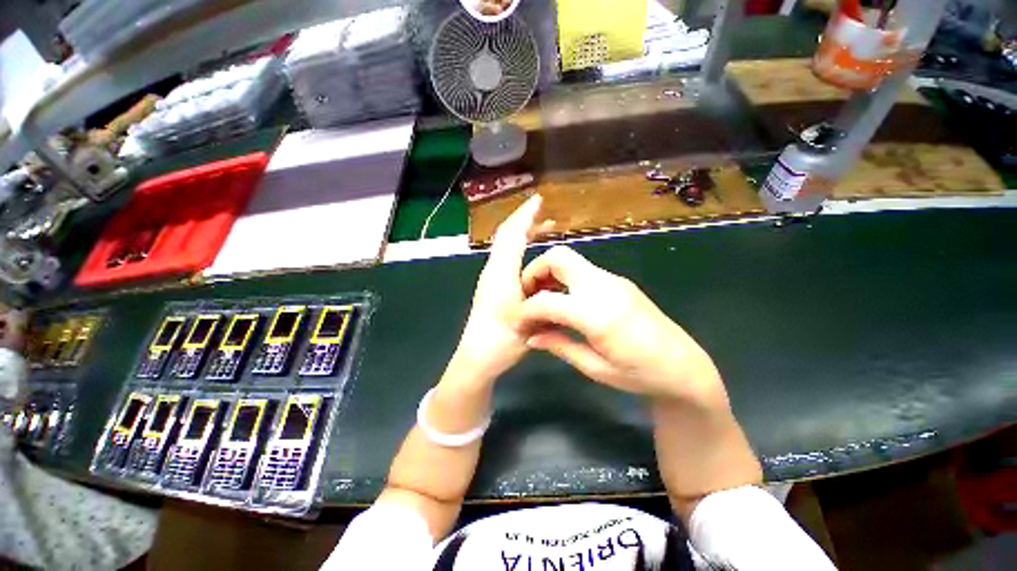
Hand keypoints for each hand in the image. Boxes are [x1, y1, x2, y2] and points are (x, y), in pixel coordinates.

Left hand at [453, 195, 552, 383]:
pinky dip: (524, 254)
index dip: (525, 215)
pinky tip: (536, 263)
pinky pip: (510, 263)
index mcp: (501, 272)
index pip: (512, 234)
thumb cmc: (500, 339)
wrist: (477, 359)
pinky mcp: (493, 290)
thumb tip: (557, 284)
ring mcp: (492, 280)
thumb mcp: (527, 318)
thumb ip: (543, 299)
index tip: (538, 199)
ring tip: (545, 233)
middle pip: (507, 237)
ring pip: (508, 250)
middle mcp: (494, 271)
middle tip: (545, 214)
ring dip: (525, 237)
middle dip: (525, 222)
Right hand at [519, 246, 761, 515]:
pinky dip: (564, 280)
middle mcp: (605, 287)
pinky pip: (583, 271)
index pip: (547, 300)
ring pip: (570, 260)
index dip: (525, 310)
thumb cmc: (640, 375)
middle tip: (527, 297)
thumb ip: (559, 345)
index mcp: (598, 314)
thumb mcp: (595, 368)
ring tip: (542, 302)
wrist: (684, 367)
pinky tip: (564, 302)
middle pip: (559, 257)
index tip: (517, 323)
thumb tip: (530, 336)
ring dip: (549, 275)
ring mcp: (614, 280)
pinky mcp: (618, 281)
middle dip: (535, 272)